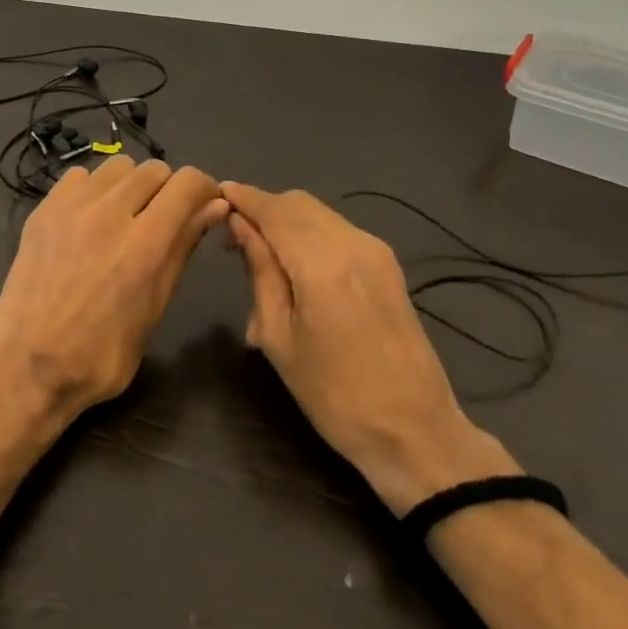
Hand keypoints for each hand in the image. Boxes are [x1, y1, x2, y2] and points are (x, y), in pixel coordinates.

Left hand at [0, 157, 227, 430]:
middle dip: (168, 189)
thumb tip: (214, 207)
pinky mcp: (42, 210)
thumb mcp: (154, 307)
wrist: (28, 365)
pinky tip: (89, 219)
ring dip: (130, 185)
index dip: (204, 189)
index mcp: (145, 243)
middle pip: (154, 170)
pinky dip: (93, 189)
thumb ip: (182, 249)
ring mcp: (70, 207)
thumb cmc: (101, 355)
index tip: (203, 206)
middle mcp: (109, 213)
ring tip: (124, 216)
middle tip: (162, 219)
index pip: (188, 183)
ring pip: (117, 166)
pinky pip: (79, 176)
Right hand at [221, 182, 517, 512]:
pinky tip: (293, 266)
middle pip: (297, 203)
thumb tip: (240, 225)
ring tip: (258, 253)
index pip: (273, 208)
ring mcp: (376, 252)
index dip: (242, 197)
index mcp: (322, 262)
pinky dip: (308, 235)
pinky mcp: (388, 266)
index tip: (213, 196)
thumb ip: (260, 270)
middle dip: (262, 208)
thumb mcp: (280, 336)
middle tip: (230, 235)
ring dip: (285, 221)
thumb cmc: (333, 394)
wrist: (414, 432)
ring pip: (319, 214)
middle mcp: (353, 243)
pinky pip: (337, 232)